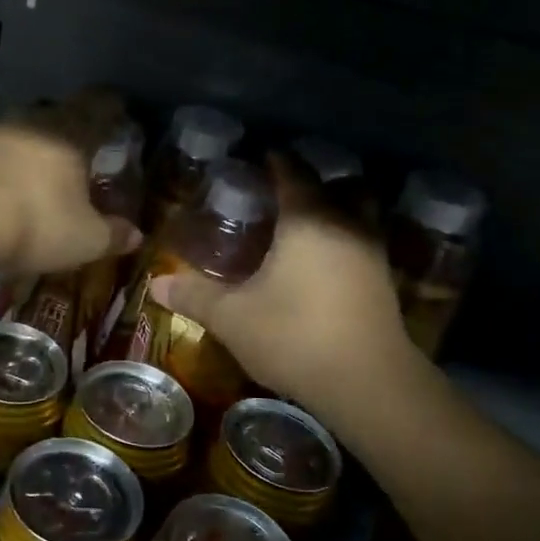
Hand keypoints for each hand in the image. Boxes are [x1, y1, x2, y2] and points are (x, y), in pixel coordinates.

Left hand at [0, 93, 142, 278]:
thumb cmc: (35, 225)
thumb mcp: (84, 239)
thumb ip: (113, 234)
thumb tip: (136, 234)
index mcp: (71, 132)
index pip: (100, 104)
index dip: (113, 108)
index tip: (121, 116)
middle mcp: (35, 119)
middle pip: (61, 112)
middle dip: (73, 128)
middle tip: (82, 152)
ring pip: (27, 126)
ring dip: (37, 142)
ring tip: (42, 168)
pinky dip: (8, 158)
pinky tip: (7, 181)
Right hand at [148, 163, 420, 408]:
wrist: (369, 384)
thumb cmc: (295, 335)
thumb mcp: (233, 318)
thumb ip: (194, 296)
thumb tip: (155, 285)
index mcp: (308, 220)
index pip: (292, 174)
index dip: (277, 162)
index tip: (262, 156)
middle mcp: (345, 225)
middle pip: (336, 186)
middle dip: (312, 183)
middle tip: (282, 191)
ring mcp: (372, 253)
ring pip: (357, 214)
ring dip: (335, 210)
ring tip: (303, 225)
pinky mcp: (384, 283)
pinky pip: (362, 243)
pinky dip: (344, 241)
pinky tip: (322, 264)